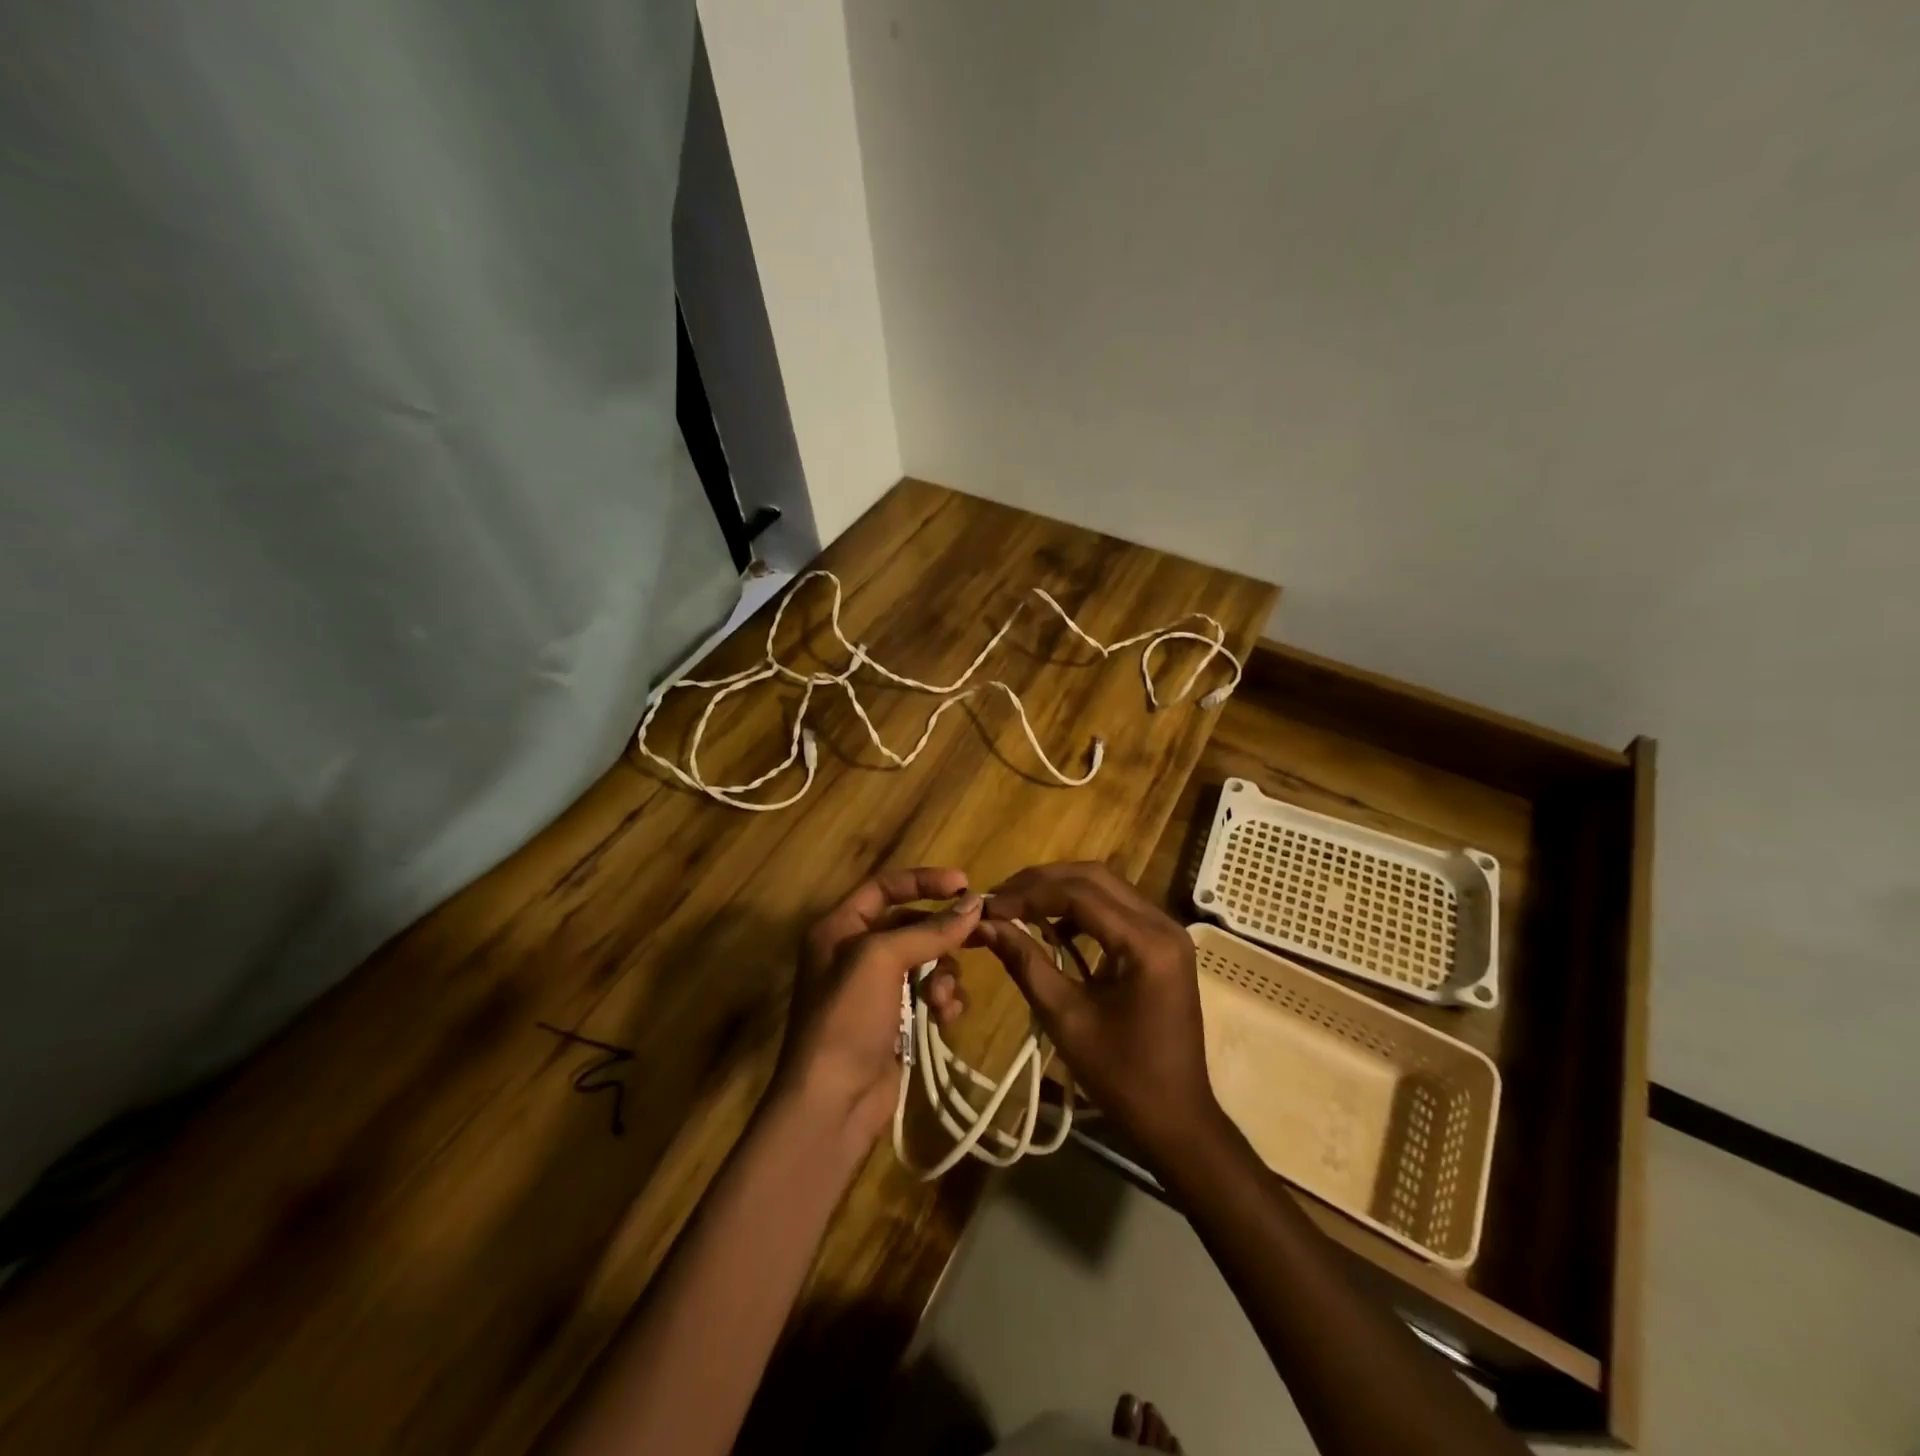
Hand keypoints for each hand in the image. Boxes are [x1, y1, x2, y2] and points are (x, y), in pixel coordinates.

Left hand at [775, 868, 978, 1145]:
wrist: (832, 1103)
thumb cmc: (848, 1017)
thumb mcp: (882, 959)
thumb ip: (930, 929)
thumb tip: (974, 904)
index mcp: (839, 928)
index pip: (884, 887)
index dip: (923, 881)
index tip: (964, 884)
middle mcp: (855, 953)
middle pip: (911, 925)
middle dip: (942, 934)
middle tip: (980, 936)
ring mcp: (876, 990)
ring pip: (927, 961)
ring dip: (945, 974)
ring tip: (943, 998)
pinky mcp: (896, 1022)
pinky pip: (930, 995)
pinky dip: (943, 1001)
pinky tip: (946, 1017)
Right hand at [977, 862, 1221, 1159]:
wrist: (1176, 1119)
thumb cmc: (1121, 1077)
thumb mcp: (1065, 1018)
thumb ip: (1026, 962)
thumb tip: (985, 924)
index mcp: (1146, 943)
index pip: (1079, 893)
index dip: (1028, 894)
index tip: (988, 907)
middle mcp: (1162, 924)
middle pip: (1094, 877)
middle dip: (1041, 883)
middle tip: (999, 899)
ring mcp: (1166, 932)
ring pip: (1105, 886)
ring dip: (1059, 890)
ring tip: (1017, 908)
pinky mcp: (1161, 944)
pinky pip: (1116, 908)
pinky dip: (1080, 909)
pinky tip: (1051, 927)